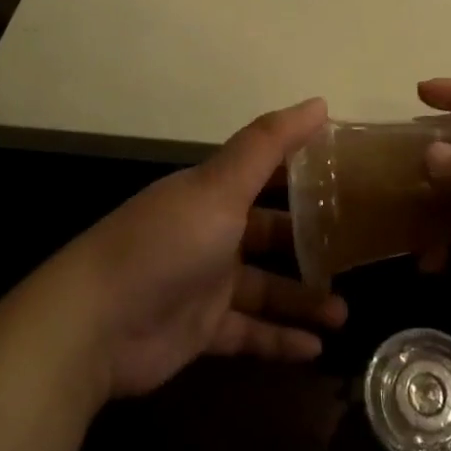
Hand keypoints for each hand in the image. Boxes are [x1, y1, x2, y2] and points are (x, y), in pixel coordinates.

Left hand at [60, 97, 345, 397]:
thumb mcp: (221, 186)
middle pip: (271, 232)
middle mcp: (212, 232)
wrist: (95, 324)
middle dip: (311, 241)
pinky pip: (250, 332)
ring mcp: (206, 283)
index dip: (303, 168)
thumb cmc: (166, 242)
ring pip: (266, 287)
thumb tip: (319, 102)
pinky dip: (280, 339)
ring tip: (344, 312)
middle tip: (355, 250)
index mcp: (214, 192)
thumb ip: (269, 145)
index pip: (266, 172)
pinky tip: (317, 348)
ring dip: (303, 298)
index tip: (347, 171)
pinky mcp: (201, 330)